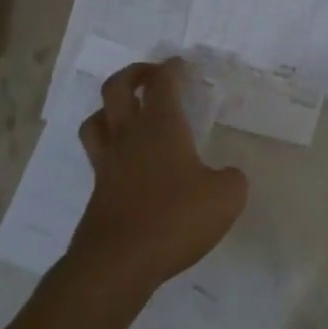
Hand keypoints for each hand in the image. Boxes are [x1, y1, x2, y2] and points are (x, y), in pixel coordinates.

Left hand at [68, 58, 247, 292]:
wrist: (118, 264)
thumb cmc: (175, 218)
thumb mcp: (226, 197)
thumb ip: (231, 178)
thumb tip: (227, 175)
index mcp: (161, 127)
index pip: (161, 82)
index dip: (171, 68)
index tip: (181, 64)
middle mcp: (129, 136)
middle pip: (116, 88)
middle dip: (133, 74)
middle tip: (150, 76)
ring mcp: (107, 164)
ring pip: (96, 120)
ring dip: (110, 109)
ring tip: (128, 114)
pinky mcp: (97, 192)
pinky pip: (98, 156)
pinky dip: (111, 149)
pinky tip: (130, 163)